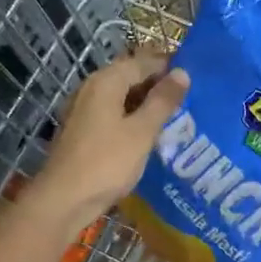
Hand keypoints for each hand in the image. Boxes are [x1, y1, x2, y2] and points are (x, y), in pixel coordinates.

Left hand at [26, 54, 188, 233]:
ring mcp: (84, 110)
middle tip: (190, 98)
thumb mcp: (142, 131)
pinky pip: (113, 113)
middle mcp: (91, 88)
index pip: (143, 62)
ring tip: (176, 115)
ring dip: (147, 103)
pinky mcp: (82, 130)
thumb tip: (183, 73)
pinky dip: (133, 117)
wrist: (64, 200)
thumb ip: (163, 101)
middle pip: (130, 77)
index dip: (169, 67)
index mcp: (106, 82)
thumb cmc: (107, 163)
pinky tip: (150, 133)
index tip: (196, 77)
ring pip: (122, 96)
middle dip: (159, 85)